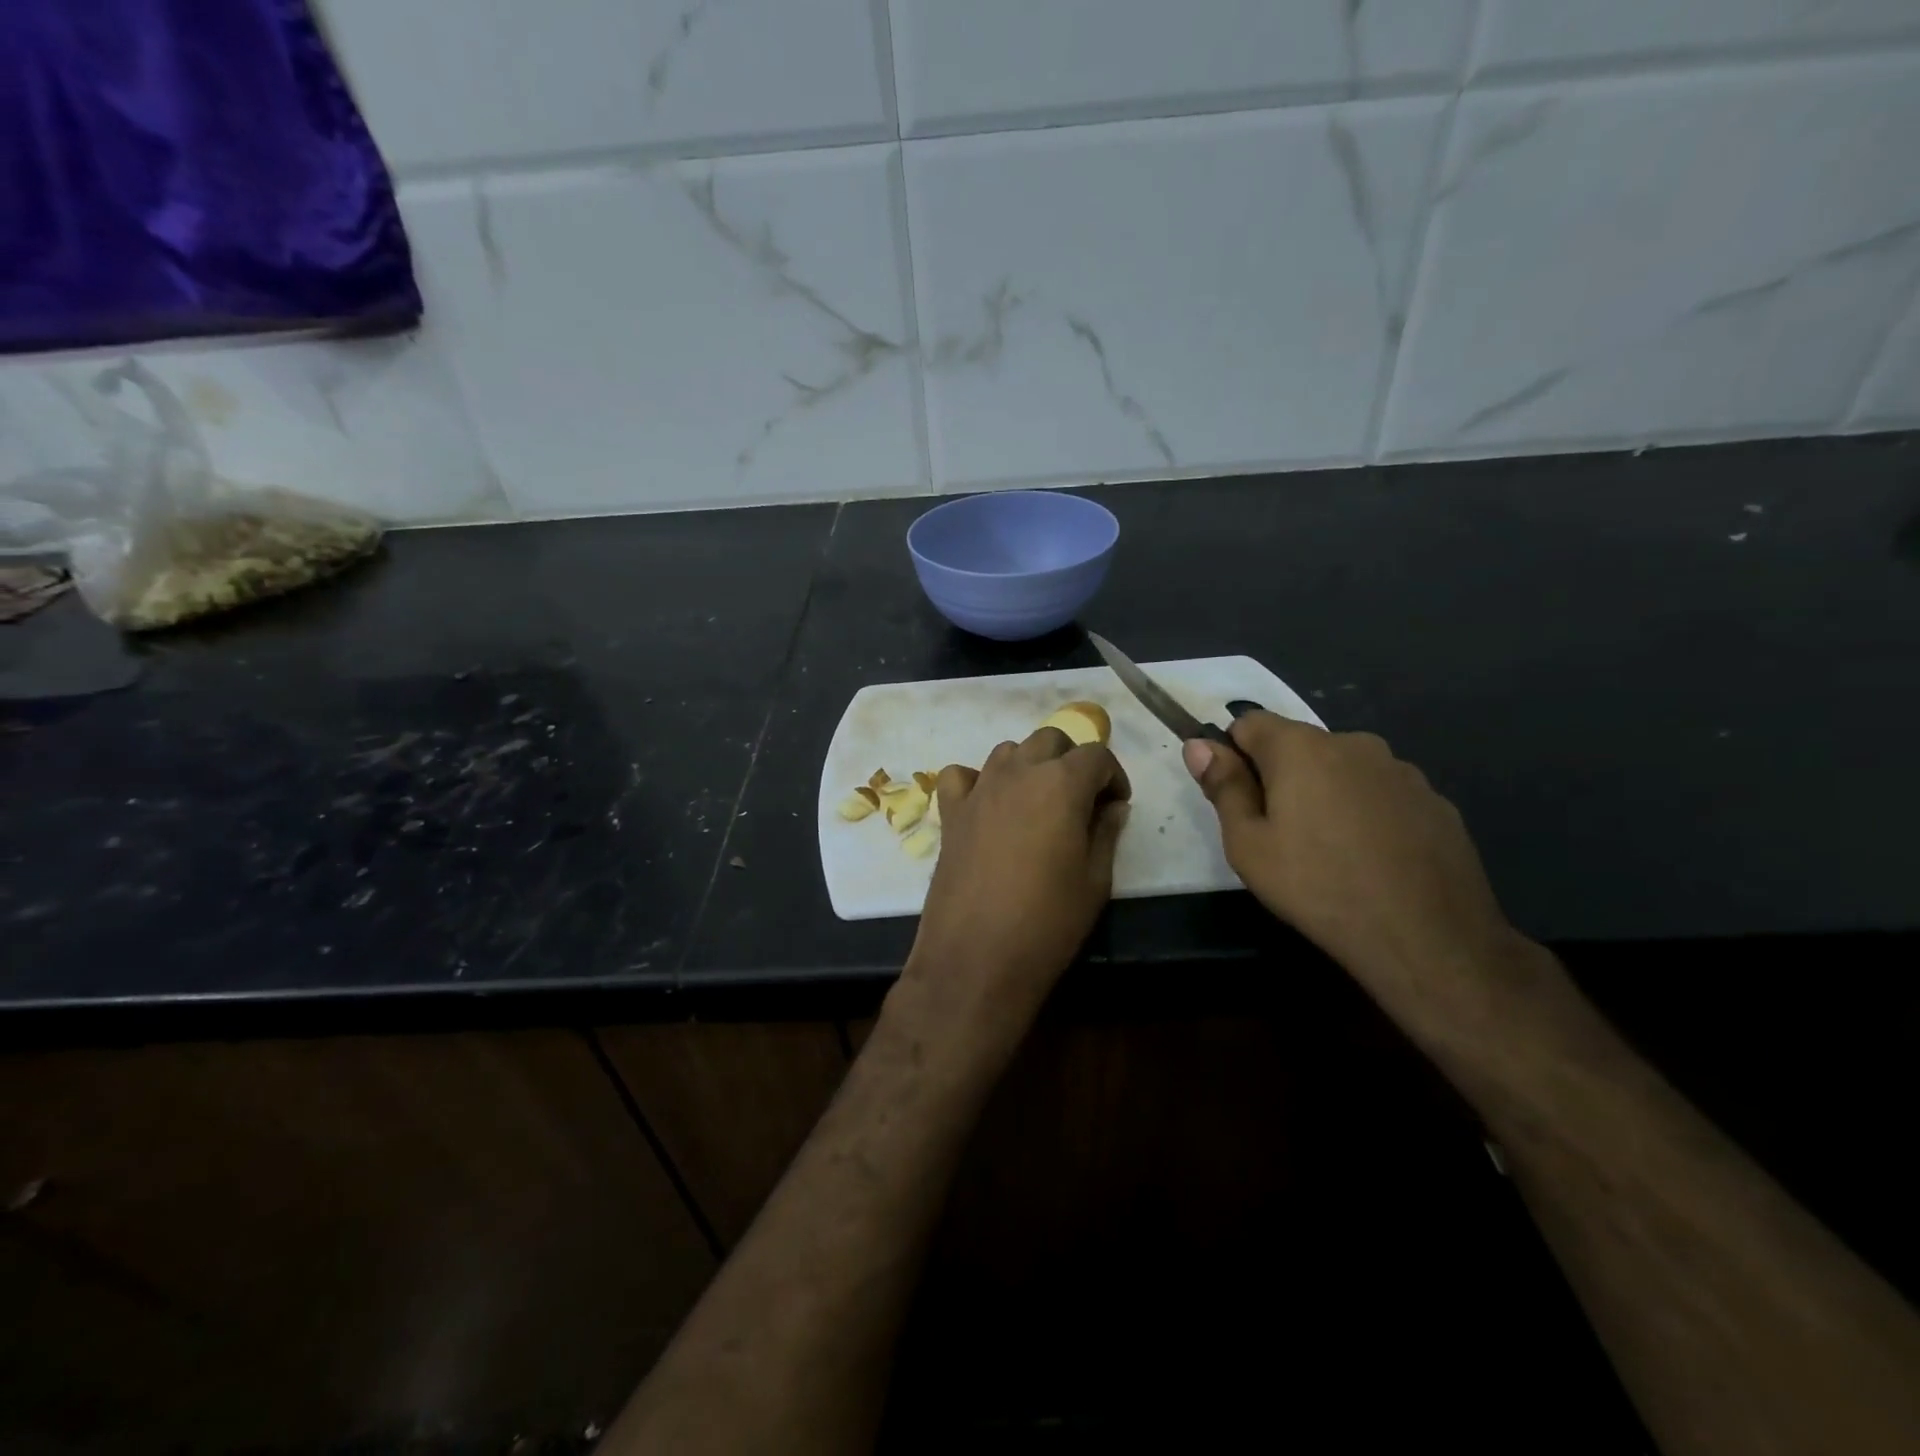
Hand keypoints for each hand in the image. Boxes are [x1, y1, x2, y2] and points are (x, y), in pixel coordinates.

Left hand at [906, 727, 1130, 1031]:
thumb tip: (1113, 807)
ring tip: (1039, 803)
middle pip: (1050, 739)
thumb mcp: (1095, 881)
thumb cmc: (1048, 923)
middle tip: (1082, 800)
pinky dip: (979, 781)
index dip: (1113, 776)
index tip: (1116, 806)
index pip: (1096, 755)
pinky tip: (989, 807)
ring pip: (1008, 751)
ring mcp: (979, 789)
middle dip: (1072, 760)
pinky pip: (962, 775)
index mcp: (1061, 784)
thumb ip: (1106, 833)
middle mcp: (1018, 773)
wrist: (976, 958)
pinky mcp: (950, 812)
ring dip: (1030, 766)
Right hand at [1186, 713, 1537, 1030]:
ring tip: (1329, 851)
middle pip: (1298, 745)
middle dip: (1281, 776)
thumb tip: (1198, 745)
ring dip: (1326, 793)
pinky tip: (1372, 858)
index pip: (1249, 722)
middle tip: (1279, 834)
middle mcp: (1353, 743)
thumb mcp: (1248, 845)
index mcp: (1301, 748)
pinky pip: (1382, 793)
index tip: (1237, 797)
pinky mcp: (1435, 801)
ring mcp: (1401, 770)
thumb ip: (1223, 787)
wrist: (1427, 938)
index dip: (1233, 754)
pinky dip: (1368, 813)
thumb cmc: (1318, 887)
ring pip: (1343, 769)